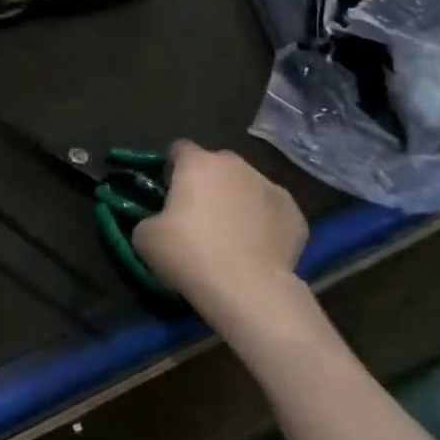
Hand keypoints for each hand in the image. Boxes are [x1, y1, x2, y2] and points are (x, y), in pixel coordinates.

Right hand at [133, 142, 309, 314]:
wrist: (248, 289)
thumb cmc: (189, 254)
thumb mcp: (145, 237)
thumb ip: (150, 218)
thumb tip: (160, 222)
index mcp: (197, 163)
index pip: (180, 149)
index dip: (172, 168)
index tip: (168, 191)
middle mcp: (235, 165)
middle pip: (216, 166)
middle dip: (208, 184)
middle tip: (198, 217)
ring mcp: (269, 186)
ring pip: (247, 187)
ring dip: (237, 202)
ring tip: (231, 236)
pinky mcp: (295, 213)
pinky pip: (272, 212)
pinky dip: (264, 223)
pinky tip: (256, 248)